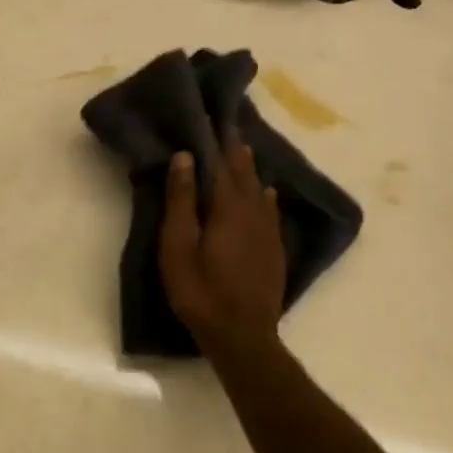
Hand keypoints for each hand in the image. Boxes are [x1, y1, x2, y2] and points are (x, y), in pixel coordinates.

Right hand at [159, 134, 284, 351]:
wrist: (242, 336)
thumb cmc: (200, 290)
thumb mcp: (178, 245)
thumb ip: (181, 201)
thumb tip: (185, 157)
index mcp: (227, 208)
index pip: (221, 163)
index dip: (215, 140)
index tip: (212, 116)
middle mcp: (253, 213)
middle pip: (244, 173)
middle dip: (235, 150)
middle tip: (229, 126)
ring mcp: (268, 233)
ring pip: (260, 190)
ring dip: (251, 169)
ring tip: (245, 150)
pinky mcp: (274, 251)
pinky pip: (271, 212)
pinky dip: (266, 196)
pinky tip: (268, 192)